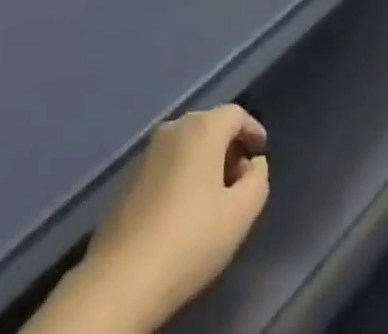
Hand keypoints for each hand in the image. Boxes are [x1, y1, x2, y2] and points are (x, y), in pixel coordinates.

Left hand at [77, 105, 269, 328]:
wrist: (125, 273)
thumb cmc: (191, 238)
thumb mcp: (240, 215)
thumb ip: (257, 181)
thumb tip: (254, 163)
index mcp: (202, 129)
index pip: (235, 114)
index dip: (253, 130)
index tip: (262, 152)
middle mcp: (175, 127)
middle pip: (211, 125)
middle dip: (230, 146)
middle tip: (242, 179)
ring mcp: (150, 149)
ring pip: (189, 142)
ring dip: (207, 160)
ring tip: (218, 196)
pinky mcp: (133, 173)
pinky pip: (170, 160)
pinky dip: (186, 171)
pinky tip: (188, 206)